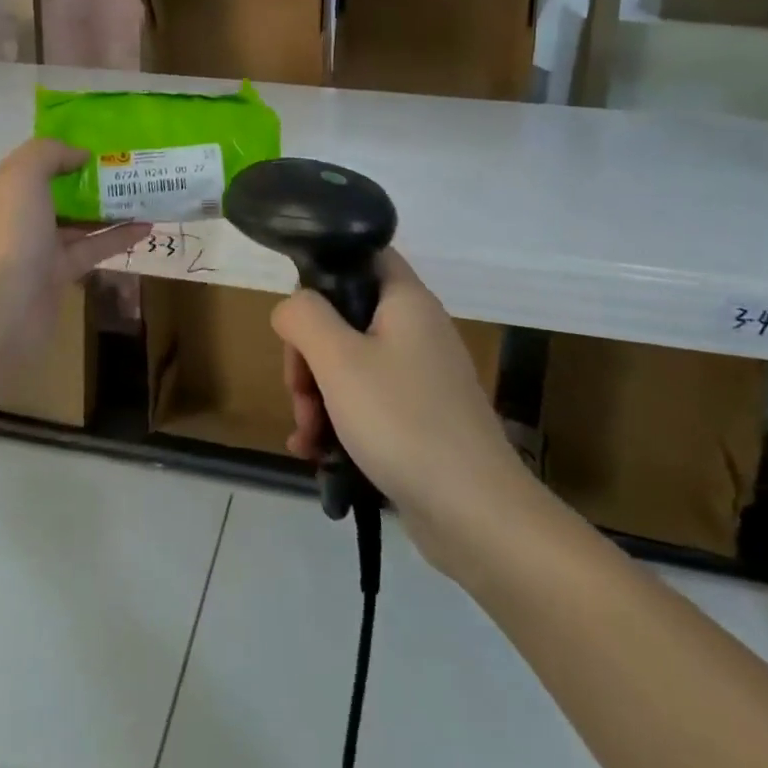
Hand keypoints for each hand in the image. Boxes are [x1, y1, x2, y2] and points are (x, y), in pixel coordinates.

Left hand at [0, 139, 147, 363]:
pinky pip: (94, 248)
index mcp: (6, 188)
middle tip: (130, 164)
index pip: (36, 161)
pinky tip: (147, 227)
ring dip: (110, 207)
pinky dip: (119, 237)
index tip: (102, 141)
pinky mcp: (61, 272)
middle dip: (92, 177)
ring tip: (145, 192)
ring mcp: (41, 246)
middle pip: (61, 190)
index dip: (65, 149)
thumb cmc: (12, 233)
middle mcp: (21, 214)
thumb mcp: (23, 176)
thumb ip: (50, 153)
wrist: (5, 308)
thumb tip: (80, 154)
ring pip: (80, 220)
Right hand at [273, 248, 533, 571]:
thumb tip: (292, 308)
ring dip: (318, 396)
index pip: (364, 254)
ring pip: (350, 364)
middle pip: (345, 317)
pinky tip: (317, 454)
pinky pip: (367, 402)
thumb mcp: (339, 360)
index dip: (326, 269)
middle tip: (300, 393)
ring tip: (308, 436)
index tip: (300, 313)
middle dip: (310, 356)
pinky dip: (339, 421)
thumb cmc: (402, 421)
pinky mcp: (420, 417)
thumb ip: (304, 317)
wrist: (476, 514)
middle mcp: (417, 328)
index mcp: (406, 300)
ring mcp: (420, 375)